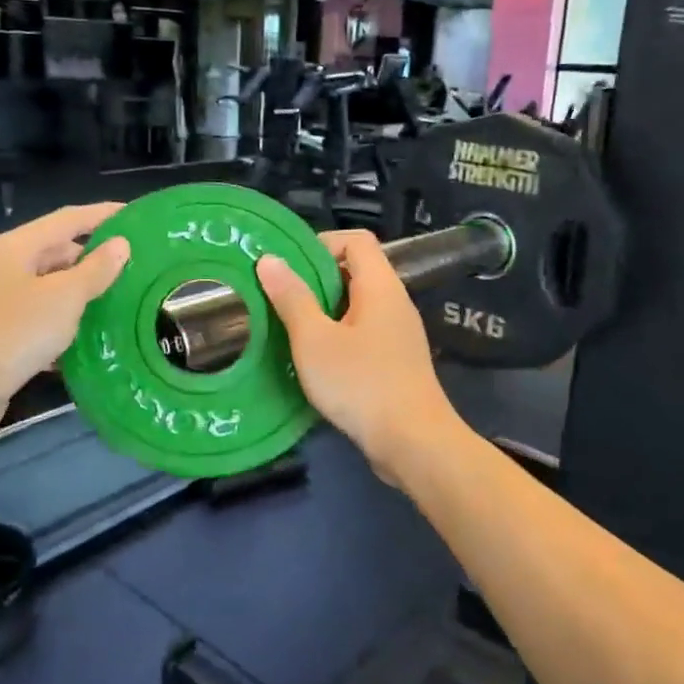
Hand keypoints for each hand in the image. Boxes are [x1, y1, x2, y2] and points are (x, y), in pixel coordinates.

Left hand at [0, 203, 130, 404]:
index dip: (103, 215)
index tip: (138, 217)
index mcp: (17, 247)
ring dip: (85, 295)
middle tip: (138, 269)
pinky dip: (67, 325)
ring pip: (53, 289)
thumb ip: (95, 270)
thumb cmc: (11, 333)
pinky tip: (95, 339)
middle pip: (59, 253)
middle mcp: (6, 268)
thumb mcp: (63, 298)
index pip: (68, 219)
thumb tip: (120, 245)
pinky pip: (43, 320)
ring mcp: (1, 303)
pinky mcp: (2, 335)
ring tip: (125, 302)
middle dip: (97, 259)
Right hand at [257, 229, 462, 478]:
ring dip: (324, 311)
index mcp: (380, 286)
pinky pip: (364, 333)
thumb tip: (270, 259)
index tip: (288, 265)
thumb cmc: (361, 383)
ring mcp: (399, 334)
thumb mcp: (314, 339)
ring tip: (289, 327)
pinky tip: (314, 359)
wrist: (413, 442)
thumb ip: (292, 298)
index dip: (321, 243)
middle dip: (316, 279)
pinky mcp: (396, 362)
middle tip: (279, 296)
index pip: (356, 240)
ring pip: (357, 306)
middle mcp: (395, 302)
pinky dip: (338, 336)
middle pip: (356, 271)